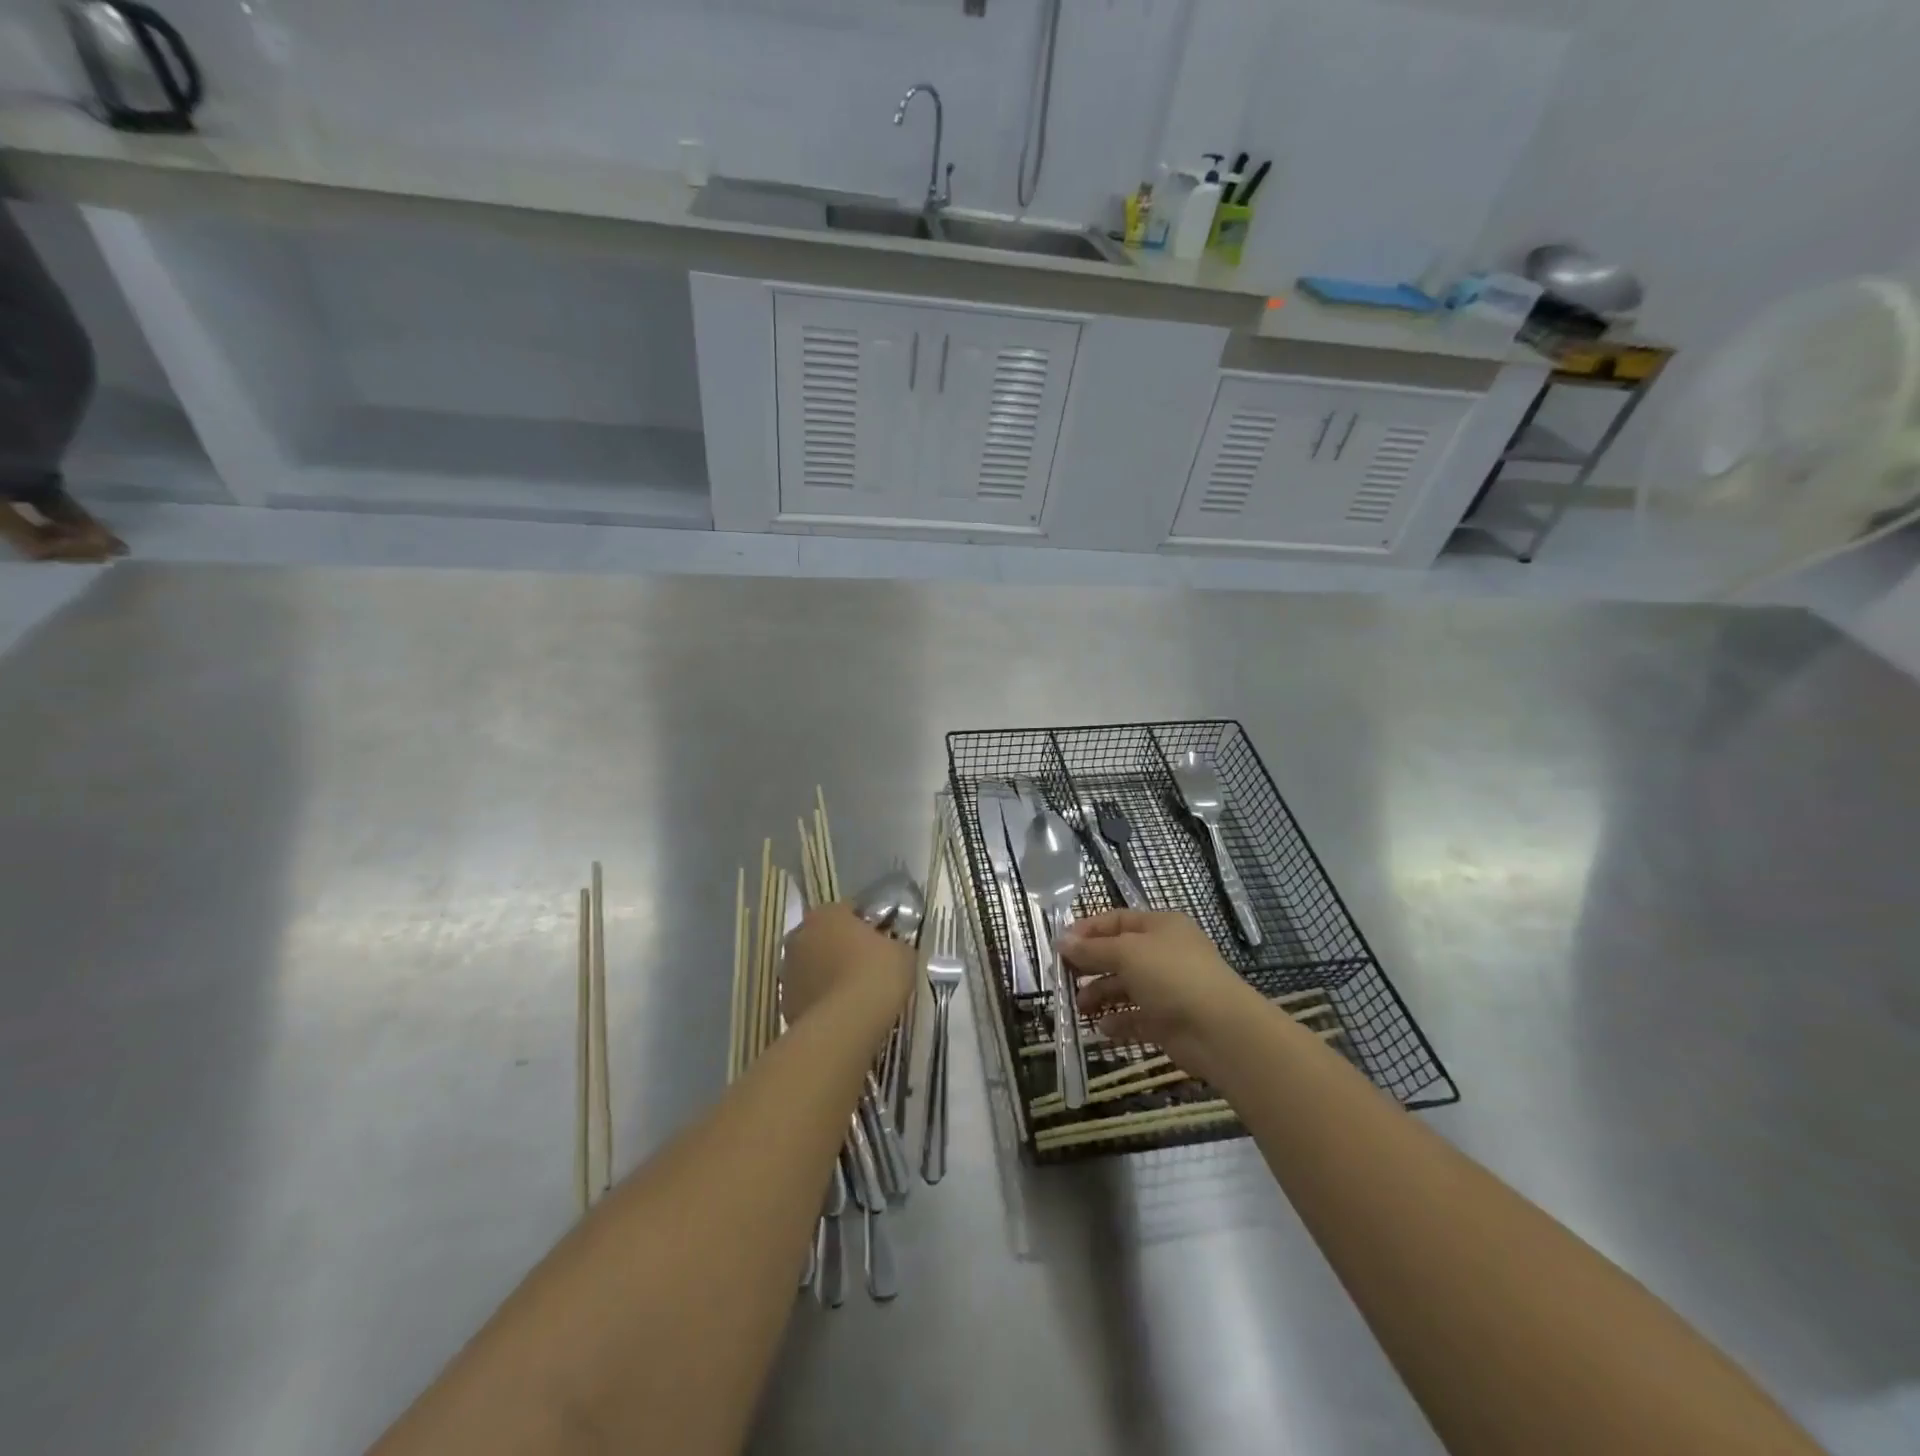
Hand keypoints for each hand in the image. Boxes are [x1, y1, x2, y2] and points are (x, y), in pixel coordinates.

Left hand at [781, 903, 913, 1028]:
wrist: (846, 1024)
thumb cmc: (876, 974)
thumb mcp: (902, 952)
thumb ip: (894, 943)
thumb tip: (891, 949)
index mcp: (827, 913)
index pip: (848, 911)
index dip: (866, 926)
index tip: (881, 942)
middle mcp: (800, 935)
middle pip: (824, 937)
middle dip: (840, 948)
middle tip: (866, 967)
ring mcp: (787, 970)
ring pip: (812, 966)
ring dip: (827, 974)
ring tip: (853, 995)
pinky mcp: (784, 1002)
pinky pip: (807, 994)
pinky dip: (820, 1000)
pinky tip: (841, 1014)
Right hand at [1061, 909, 1259, 1076]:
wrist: (1220, 1030)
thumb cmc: (1172, 977)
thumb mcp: (1127, 953)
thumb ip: (1092, 949)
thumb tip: (1061, 941)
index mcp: (1160, 926)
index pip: (1117, 920)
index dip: (1087, 930)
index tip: (1060, 946)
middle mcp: (1164, 954)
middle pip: (1119, 954)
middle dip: (1090, 965)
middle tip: (1063, 978)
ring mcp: (1168, 989)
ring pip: (1126, 987)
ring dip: (1101, 995)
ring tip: (1080, 1007)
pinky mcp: (1168, 1021)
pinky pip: (1136, 1018)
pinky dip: (1118, 1022)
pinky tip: (1102, 1028)